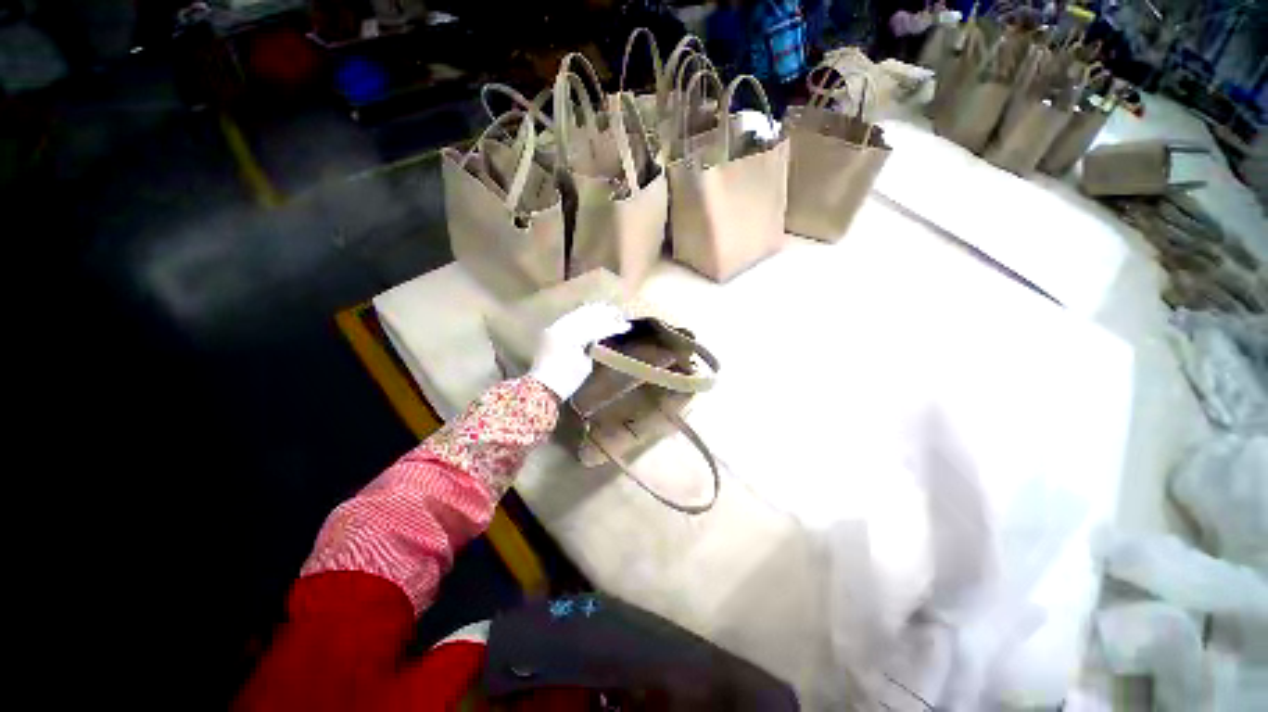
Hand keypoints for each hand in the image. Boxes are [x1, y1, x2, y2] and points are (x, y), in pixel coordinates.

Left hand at [529, 303, 630, 399]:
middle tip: (617, 312)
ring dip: (592, 311)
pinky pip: (568, 318)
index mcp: (572, 338)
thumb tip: (597, 337)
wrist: (543, 387)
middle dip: (603, 313)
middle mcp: (562, 328)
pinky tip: (588, 312)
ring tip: (605, 308)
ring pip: (577, 314)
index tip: (626, 325)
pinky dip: (580, 315)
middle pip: (586, 316)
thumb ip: (592, 346)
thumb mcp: (585, 364)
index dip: (613, 326)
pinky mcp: (551, 330)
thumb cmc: (568, 380)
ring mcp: (555, 328)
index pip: (597, 328)